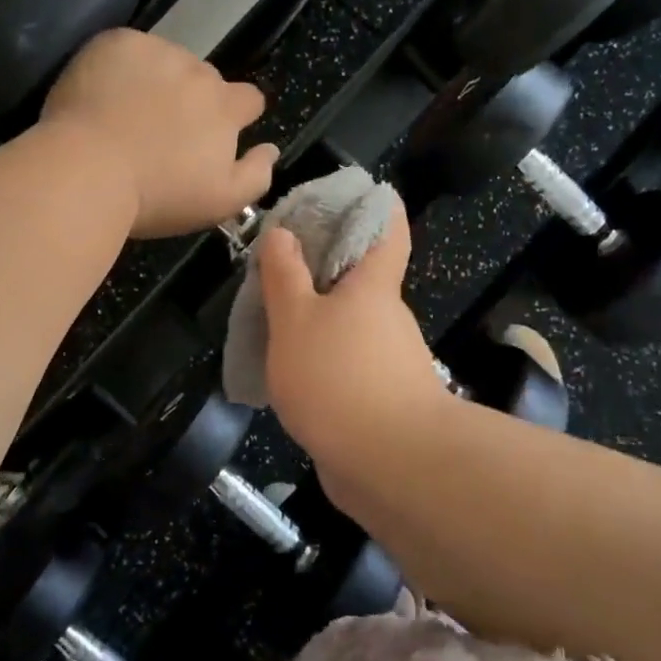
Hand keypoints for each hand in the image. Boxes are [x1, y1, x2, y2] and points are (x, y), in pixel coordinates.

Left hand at [42, 29, 276, 238]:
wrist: (86, 172)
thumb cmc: (156, 196)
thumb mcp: (220, 203)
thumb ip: (257, 175)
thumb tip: (271, 149)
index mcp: (225, 107)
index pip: (249, 98)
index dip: (235, 115)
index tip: (211, 134)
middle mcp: (198, 71)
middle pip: (205, 79)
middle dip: (191, 99)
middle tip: (159, 130)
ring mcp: (157, 52)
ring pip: (166, 61)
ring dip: (157, 79)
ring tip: (126, 112)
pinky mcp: (117, 43)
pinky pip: (128, 49)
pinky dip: (120, 67)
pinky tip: (102, 95)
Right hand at [256, 203, 449, 481]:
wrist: (392, 466)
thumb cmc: (339, 377)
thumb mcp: (296, 320)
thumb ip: (284, 276)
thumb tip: (283, 232)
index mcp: (374, 285)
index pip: (387, 227)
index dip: (374, 203)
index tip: (345, 193)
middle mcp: (387, 315)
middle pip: (361, 275)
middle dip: (324, 265)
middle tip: (277, 263)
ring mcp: (389, 359)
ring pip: (350, 322)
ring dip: (317, 316)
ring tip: (269, 318)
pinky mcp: (381, 397)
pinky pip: (346, 362)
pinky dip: (321, 357)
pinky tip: (287, 370)